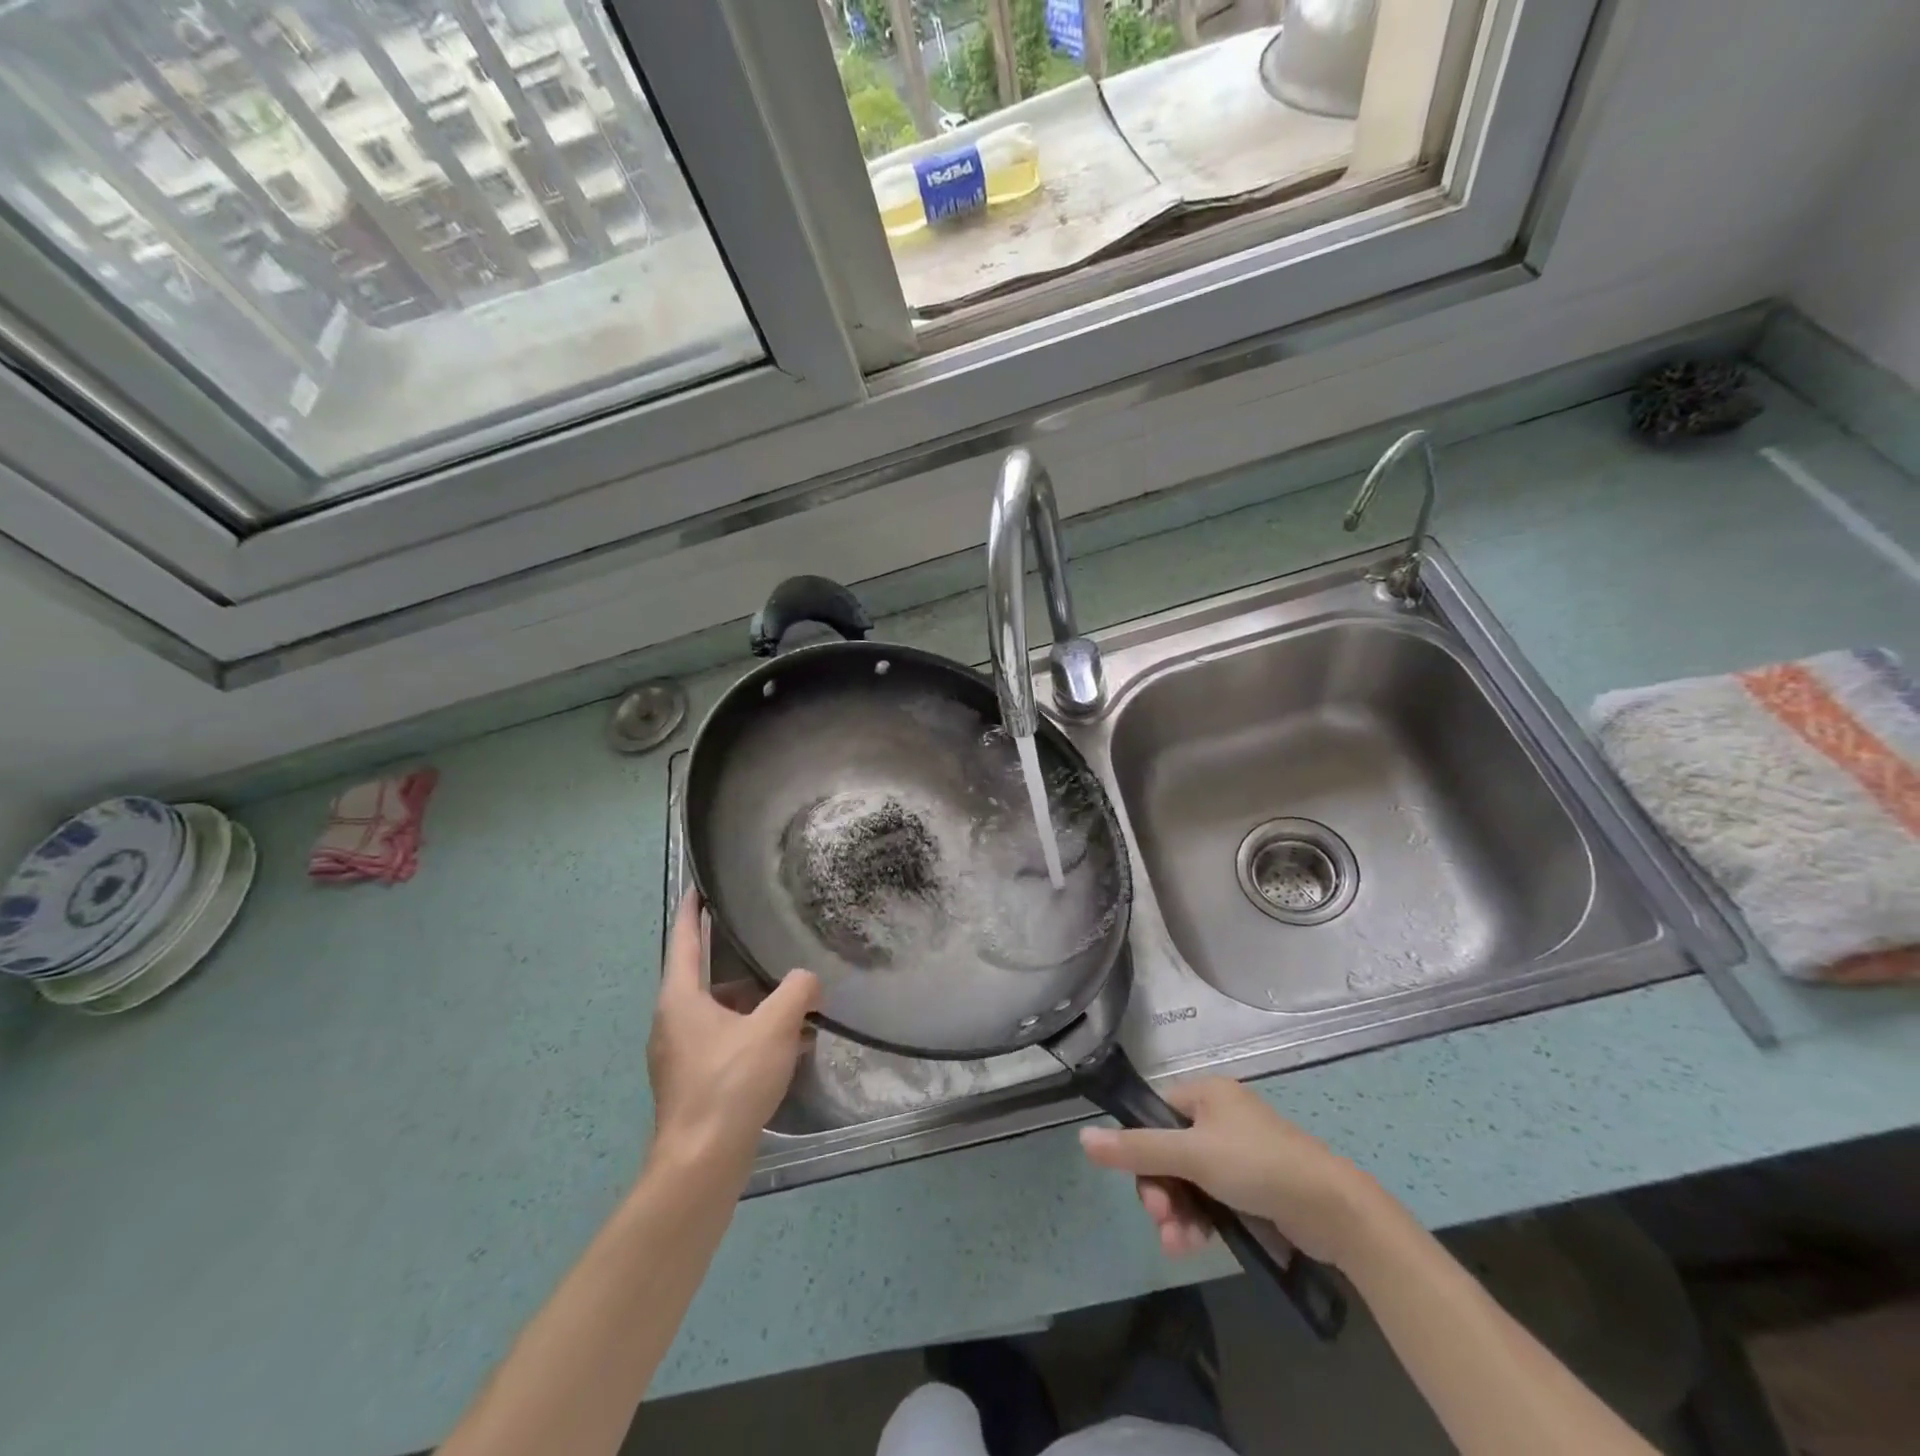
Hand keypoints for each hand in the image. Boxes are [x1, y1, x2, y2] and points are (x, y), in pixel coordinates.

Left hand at [646, 890, 819, 1185]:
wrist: (701, 1163)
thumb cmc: (730, 1083)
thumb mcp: (774, 1027)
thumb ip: (797, 991)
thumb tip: (808, 979)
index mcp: (680, 998)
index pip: (682, 939)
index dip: (692, 910)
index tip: (700, 886)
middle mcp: (672, 1022)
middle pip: (707, 979)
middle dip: (743, 968)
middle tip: (774, 953)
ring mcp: (679, 1055)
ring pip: (720, 1014)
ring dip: (754, 1006)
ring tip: (795, 1006)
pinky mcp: (693, 1082)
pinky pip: (724, 1042)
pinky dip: (752, 1035)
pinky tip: (789, 1046)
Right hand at [1079, 1077, 1395, 1268]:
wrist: (1332, 1209)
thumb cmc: (1257, 1165)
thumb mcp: (1192, 1155)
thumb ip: (1137, 1148)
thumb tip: (1082, 1137)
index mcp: (1206, 1094)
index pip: (1155, 1116)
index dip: (1141, 1152)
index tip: (1144, 1188)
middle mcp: (1218, 1117)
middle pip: (1168, 1153)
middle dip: (1161, 1192)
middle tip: (1162, 1222)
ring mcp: (1236, 1154)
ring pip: (1188, 1182)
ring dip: (1177, 1213)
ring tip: (1179, 1245)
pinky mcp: (1252, 1187)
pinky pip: (1210, 1199)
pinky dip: (1199, 1220)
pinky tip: (1195, 1245)